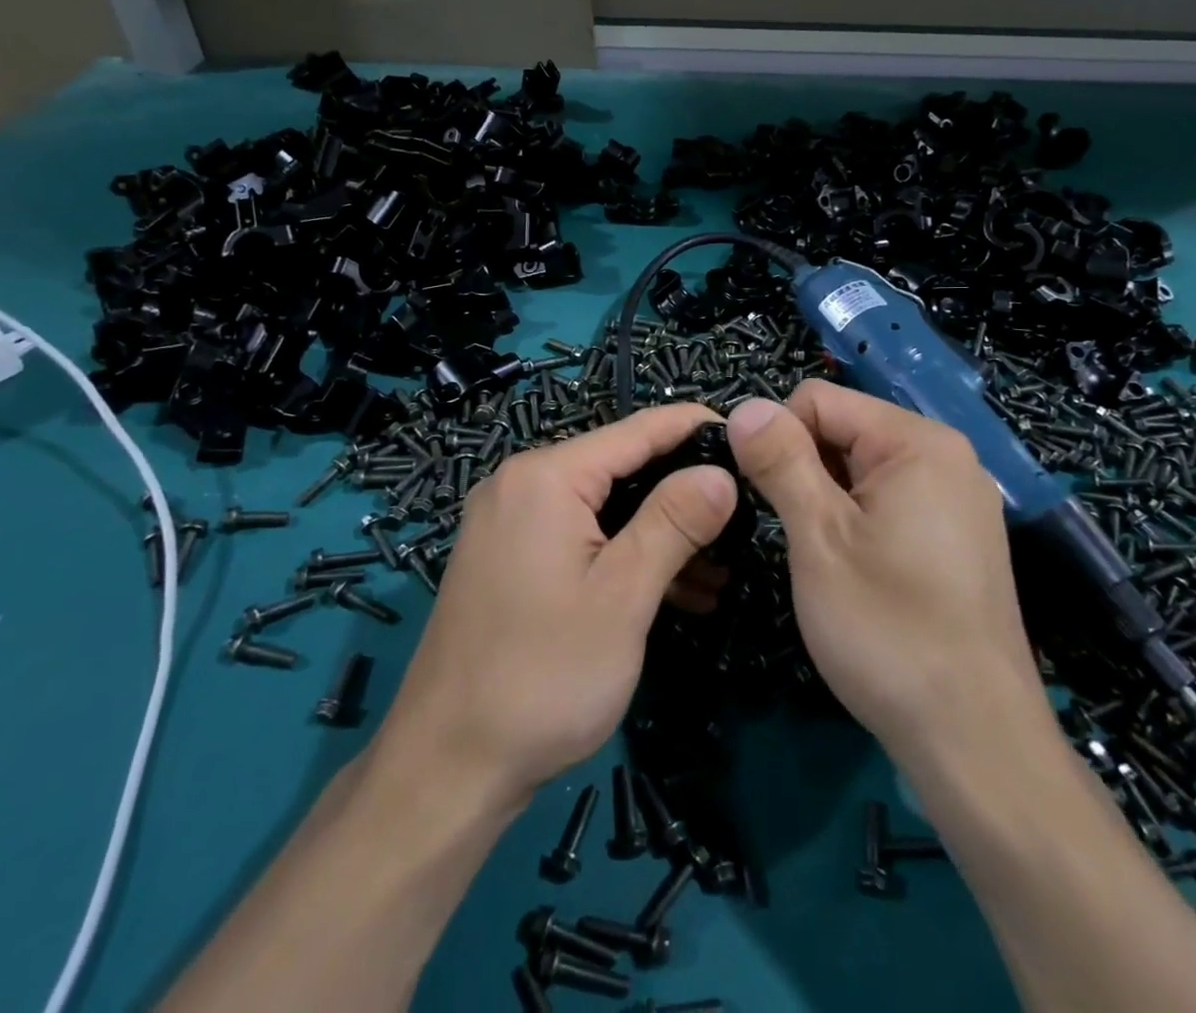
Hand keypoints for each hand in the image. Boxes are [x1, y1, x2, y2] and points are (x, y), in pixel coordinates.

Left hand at [372, 404, 736, 806]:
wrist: (446, 766)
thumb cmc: (543, 677)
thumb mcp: (622, 597)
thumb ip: (674, 522)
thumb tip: (720, 472)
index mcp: (546, 477)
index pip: (637, 431)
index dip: (695, 429)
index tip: (748, 440)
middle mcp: (521, 483)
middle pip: (620, 467)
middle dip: (682, 493)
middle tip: (744, 520)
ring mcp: (510, 521)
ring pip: (603, 506)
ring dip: (659, 533)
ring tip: (722, 570)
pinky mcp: (509, 557)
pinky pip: (579, 536)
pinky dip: (623, 555)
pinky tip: (674, 591)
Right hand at [725, 382, 1045, 758]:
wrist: (976, 741)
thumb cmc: (888, 630)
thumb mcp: (819, 538)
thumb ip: (780, 462)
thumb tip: (744, 407)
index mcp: (917, 442)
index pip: (819, 400)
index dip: (776, 438)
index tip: (759, 495)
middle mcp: (946, 457)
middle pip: (843, 430)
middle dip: (803, 469)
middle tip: (792, 535)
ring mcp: (958, 500)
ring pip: (862, 469)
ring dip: (826, 499)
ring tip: (819, 558)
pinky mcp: (958, 539)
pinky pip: (890, 502)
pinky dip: (856, 521)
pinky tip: (853, 571)